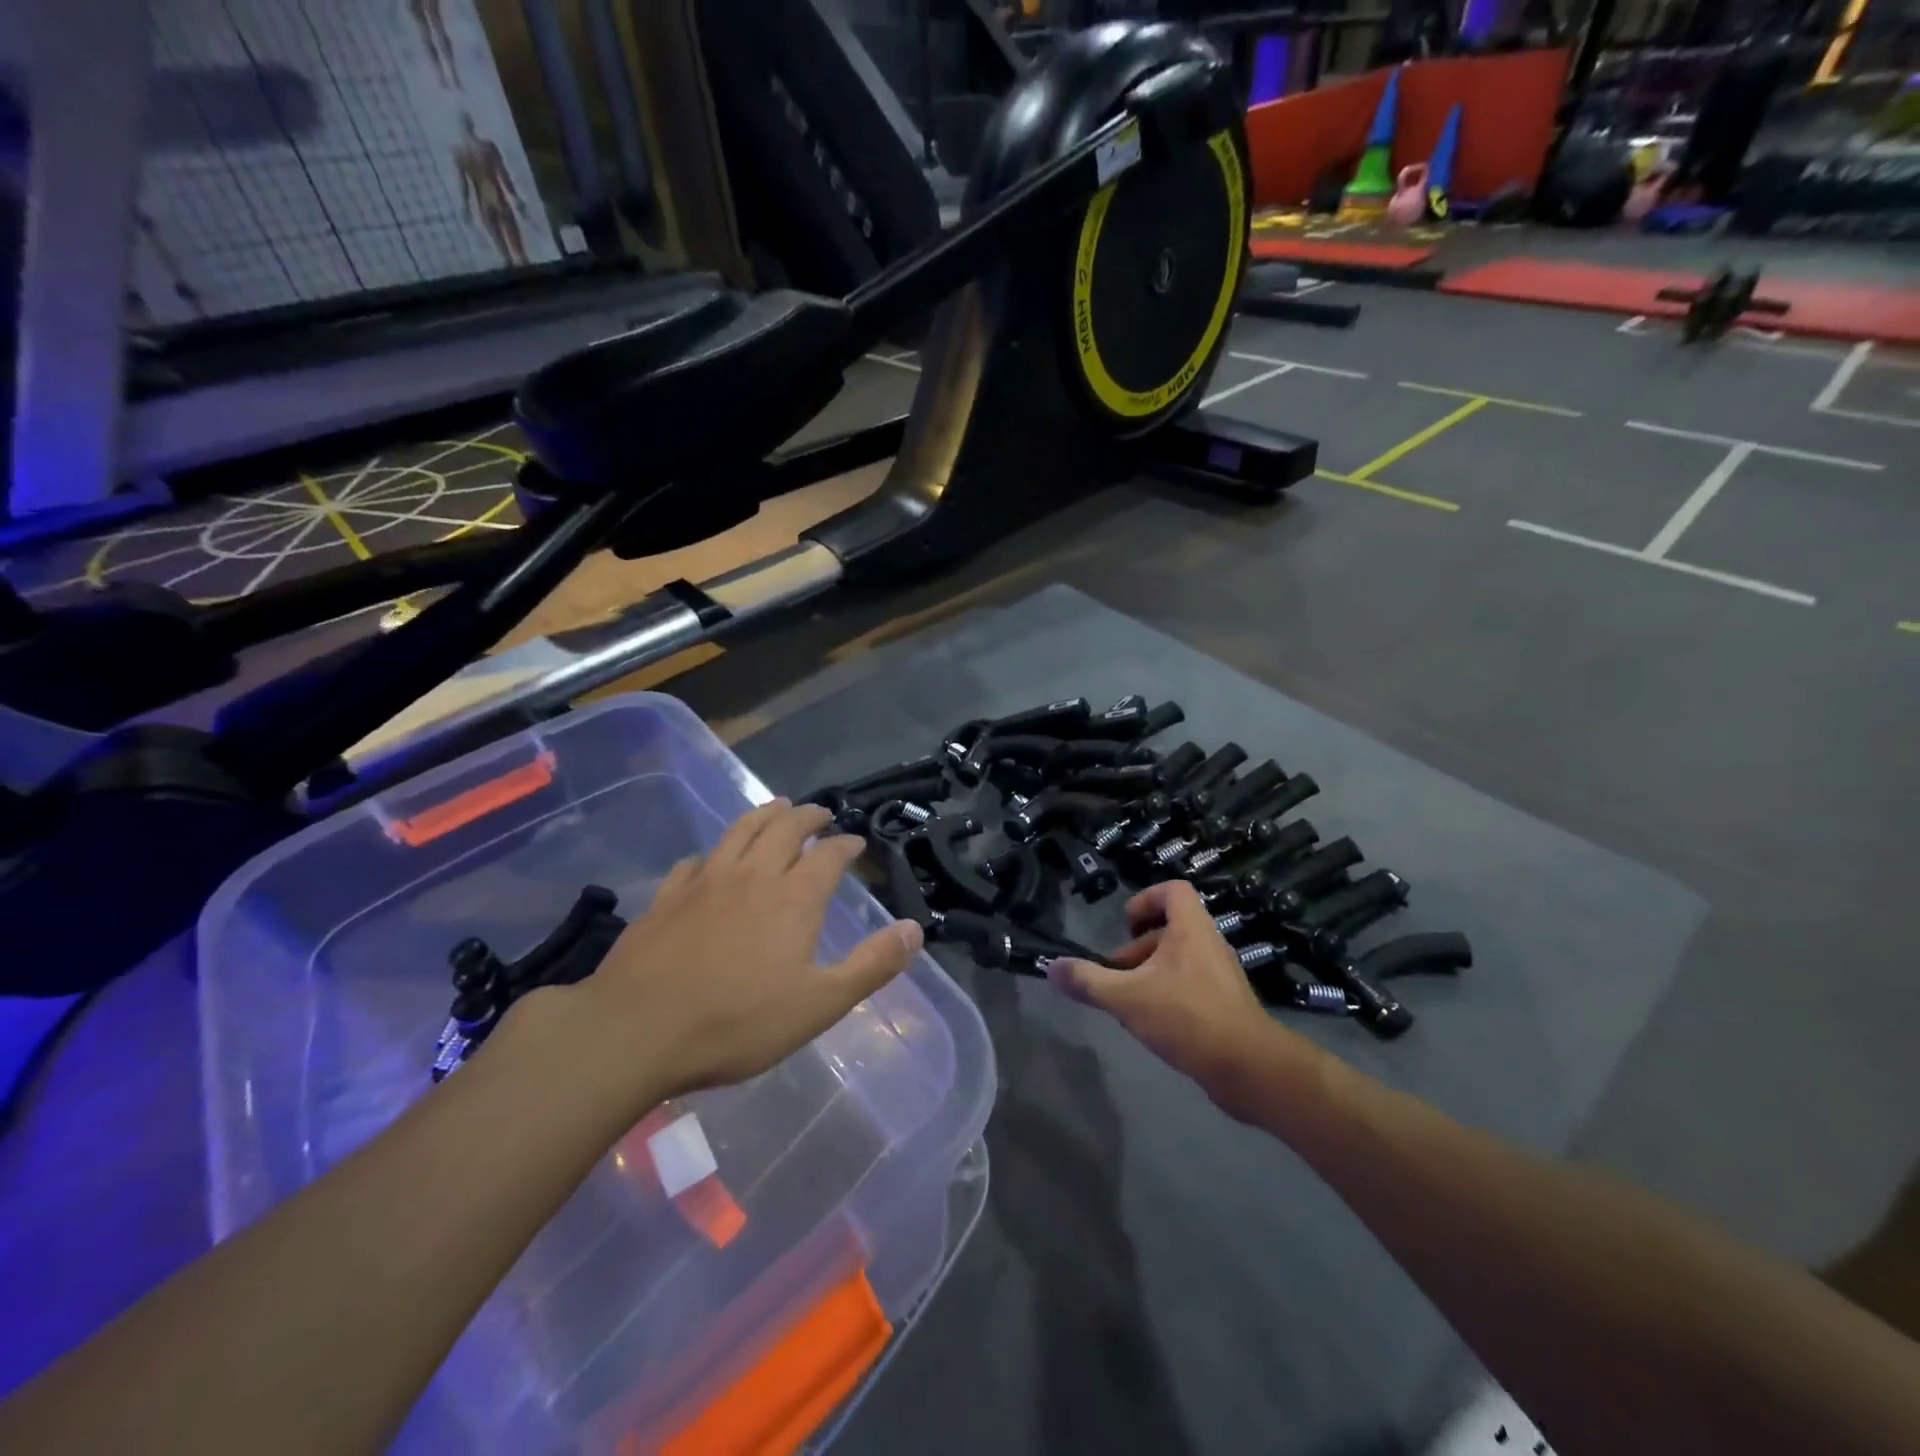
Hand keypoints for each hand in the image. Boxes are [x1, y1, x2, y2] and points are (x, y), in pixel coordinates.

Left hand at [548, 800, 922, 1107]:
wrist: (637, 1031)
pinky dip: (713, 853)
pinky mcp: (666, 897)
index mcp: (793, 898)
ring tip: (776, 807)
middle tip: (820, 814)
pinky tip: (711, 860)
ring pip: (740, 831)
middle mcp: (753, 876)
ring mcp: (705, 882)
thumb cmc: (737, 1023)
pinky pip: (696, 861)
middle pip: (784, 828)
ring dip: (763, 814)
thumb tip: (916, 929)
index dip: (844, 844)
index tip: (854, 842)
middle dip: (807, 815)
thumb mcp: (820, 1004)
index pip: (828, 854)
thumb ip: (871, 965)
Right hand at [1045, 880, 1301, 1112]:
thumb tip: (1052, 968)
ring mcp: (1220, 975)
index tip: (1124, 927)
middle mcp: (1209, 944)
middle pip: (1169, 929)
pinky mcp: (1225, 1004)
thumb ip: (1088, 982)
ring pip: (1178, 960)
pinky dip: (1167, 995)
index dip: (1145, 900)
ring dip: (1149, 975)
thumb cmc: (1187, 1017)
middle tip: (1115, 975)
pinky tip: (1152, 1025)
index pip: (1173, 890)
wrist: (1249, 1068)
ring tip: (1127, 1004)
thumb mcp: (1127, 998)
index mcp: (1191, 929)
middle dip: (1137, 949)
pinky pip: (1190, 985)